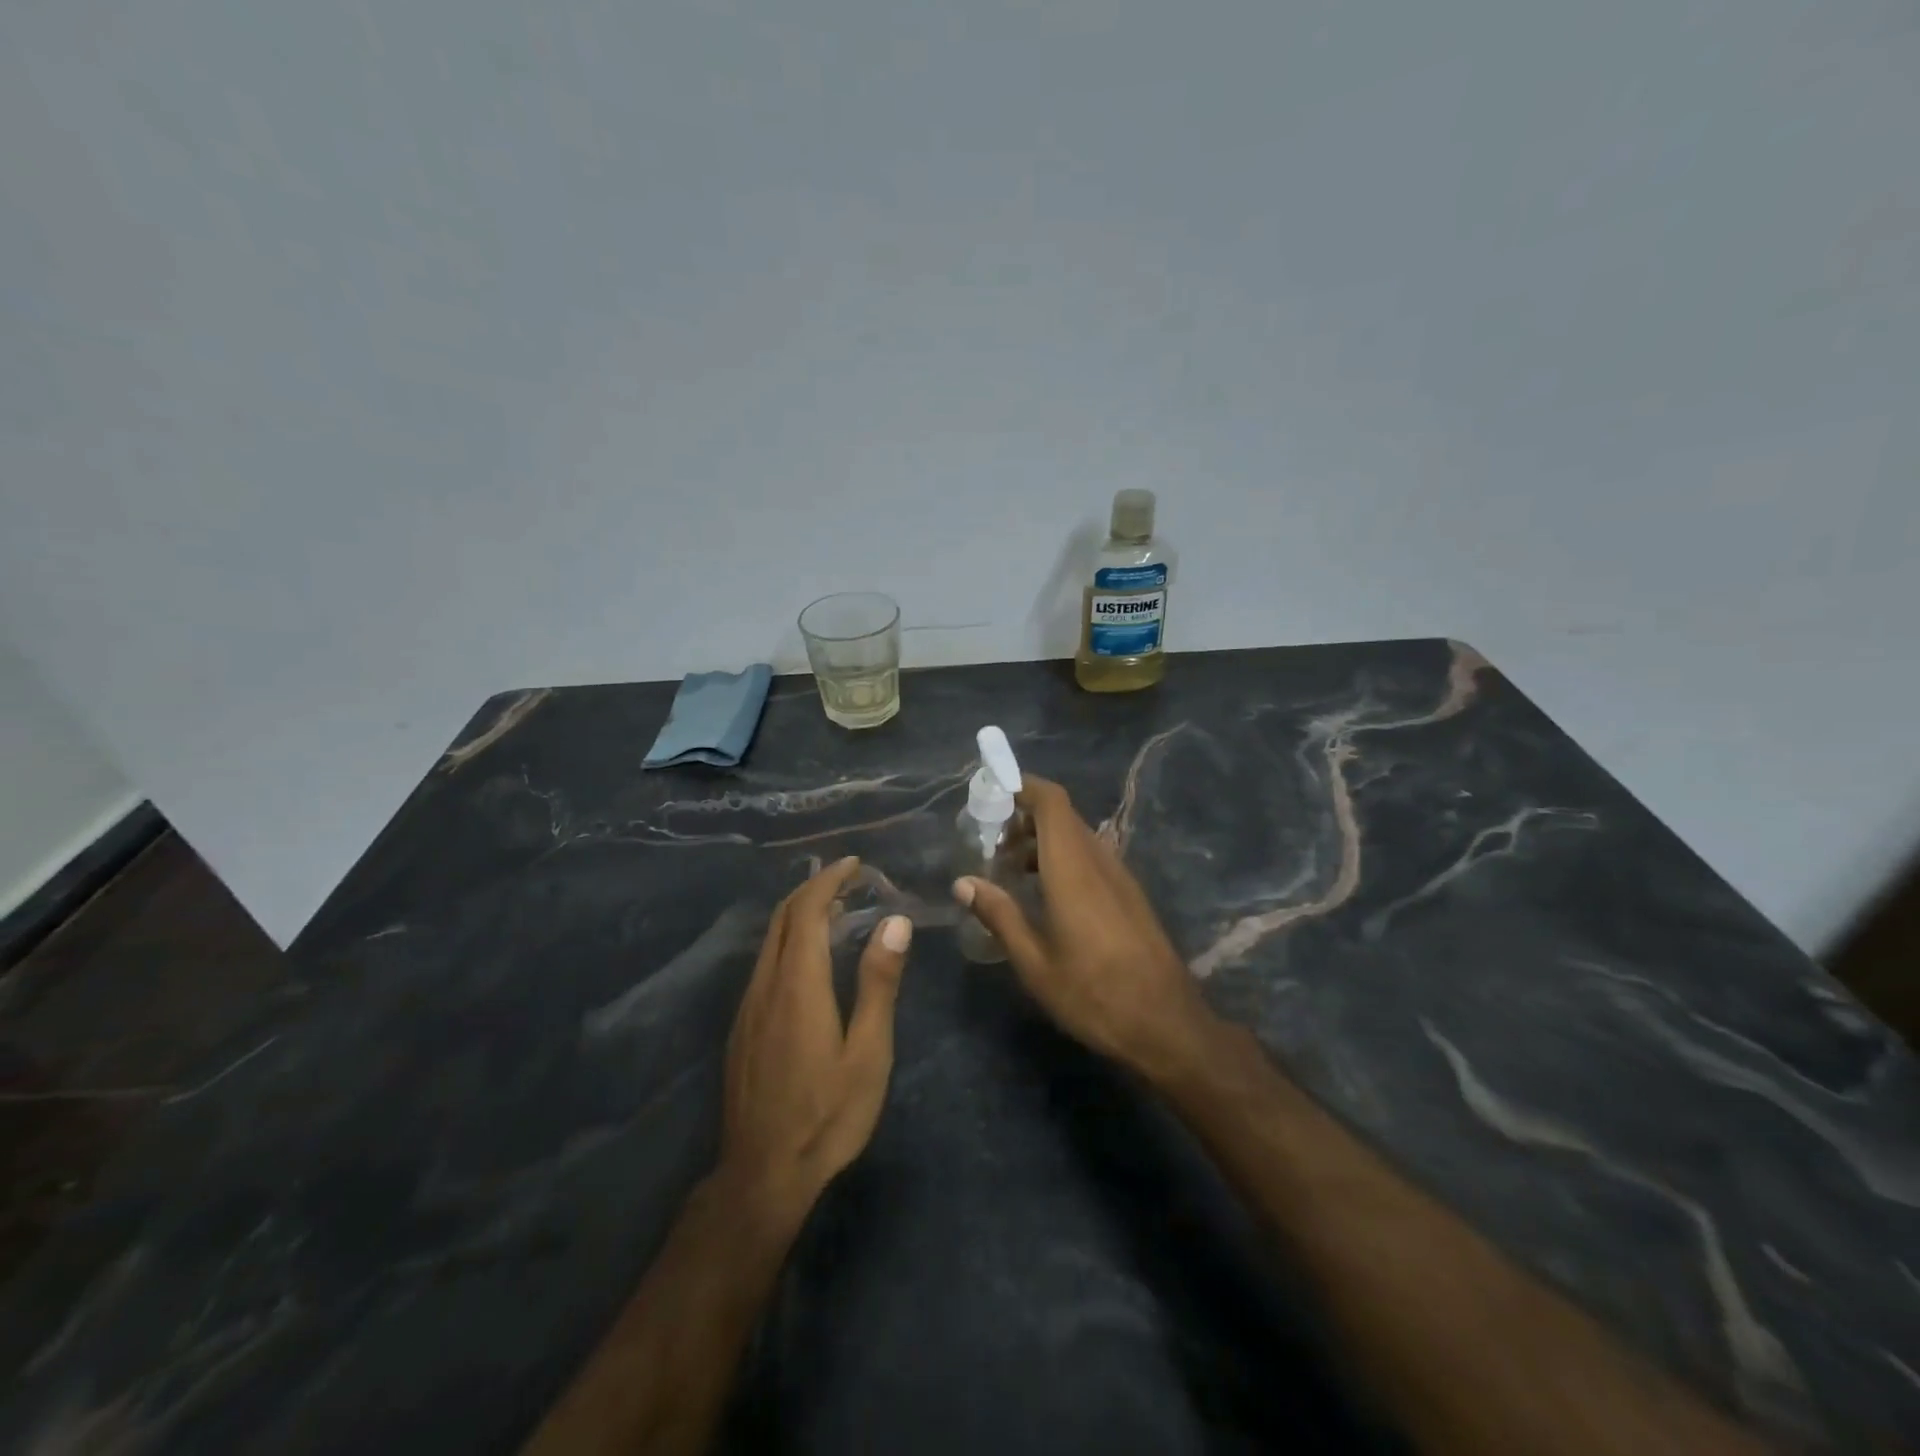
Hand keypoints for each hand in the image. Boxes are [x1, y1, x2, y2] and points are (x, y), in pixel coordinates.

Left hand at [721, 856, 911, 1214]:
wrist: (762, 1175)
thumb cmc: (827, 1115)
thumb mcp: (868, 1052)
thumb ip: (878, 983)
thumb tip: (895, 922)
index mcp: (798, 984)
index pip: (807, 910)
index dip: (829, 880)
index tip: (855, 863)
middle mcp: (766, 985)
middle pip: (783, 918)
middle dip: (814, 888)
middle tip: (849, 880)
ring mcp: (748, 1007)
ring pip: (770, 941)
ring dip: (800, 914)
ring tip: (837, 911)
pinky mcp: (742, 1028)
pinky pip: (765, 964)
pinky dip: (789, 941)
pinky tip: (810, 960)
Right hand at [953, 776, 1218, 1082]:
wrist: (1168, 1025)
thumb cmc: (1094, 995)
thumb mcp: (1035, 963)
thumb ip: (1000, 915)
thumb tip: (963, 882)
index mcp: (1073, 868)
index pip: (1052, 801)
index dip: (1022, 786)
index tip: (990, 794)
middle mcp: (1098, 861)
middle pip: (1062, 815)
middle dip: (1023, 816)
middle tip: (990, 842)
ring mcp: (1119, 877)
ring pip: (1076, 836)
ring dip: (1042, 840)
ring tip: (1009, 870)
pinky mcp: (1129, 895)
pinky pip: (1090, 857)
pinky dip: (1062, 858)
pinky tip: (1044, 894)